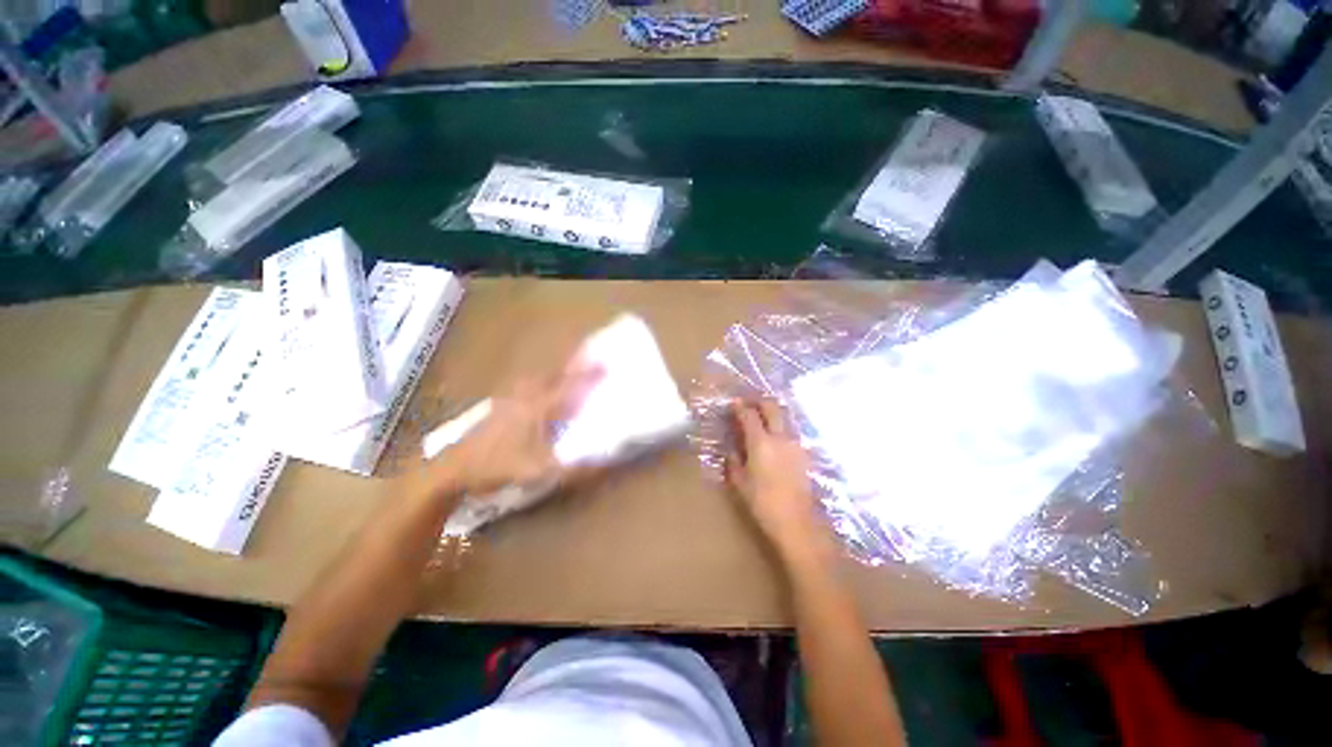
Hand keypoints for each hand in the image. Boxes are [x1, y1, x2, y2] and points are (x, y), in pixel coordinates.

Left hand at [434, 363, 601, 495]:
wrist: (456, 467)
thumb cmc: (497, 466)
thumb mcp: (539, 471)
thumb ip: (574, 469)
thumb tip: (606, 462)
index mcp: (536, 407)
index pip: (568, 388)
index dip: (588, 377)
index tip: (607, 364)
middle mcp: (522, 397)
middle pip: (550, 376)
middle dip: (570, 368)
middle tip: (587, 362)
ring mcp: (506, 401)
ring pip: (534, 381)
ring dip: (551, 376)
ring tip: (564, 378)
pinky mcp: (495, 409)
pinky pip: (523, 389)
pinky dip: (536, 387)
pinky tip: (534, 399)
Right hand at [726, 399, 828, 563]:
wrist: (796, 520)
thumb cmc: (763, 504)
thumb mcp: (740, 484)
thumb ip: (734, 462)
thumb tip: (732, 450)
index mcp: (761, 442)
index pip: (749, 415)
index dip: (739, 406)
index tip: (732, 403)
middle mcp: (781, 437)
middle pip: (772, 407)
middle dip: (759, 401)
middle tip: (748, 403)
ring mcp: (796, 444)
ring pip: (784, 418)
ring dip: (772, 413)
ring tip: (761, 419)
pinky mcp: (805, 454)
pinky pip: (791, 432)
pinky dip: (781, 428)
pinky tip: (774, 440)